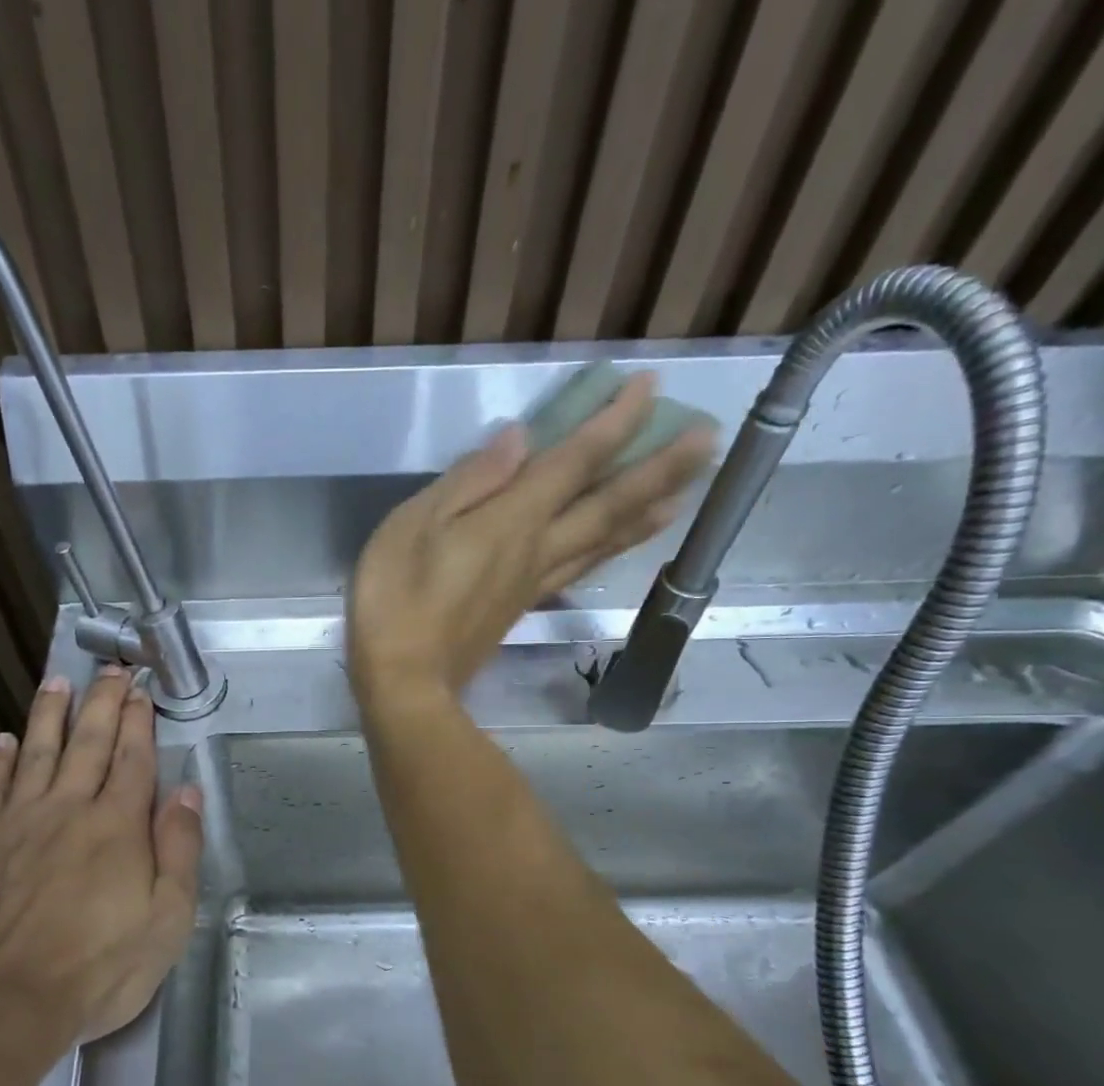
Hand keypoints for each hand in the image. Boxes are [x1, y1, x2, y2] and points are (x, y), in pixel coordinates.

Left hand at [0, 666, 203, 1048]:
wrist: (1, 1006)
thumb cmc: (97, 969)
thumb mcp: (166, 921)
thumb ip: (180, 851)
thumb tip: (189, 793)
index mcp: (117, 826)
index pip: (133, 760)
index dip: (139, 722)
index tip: (141, 691)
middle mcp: (68, 809)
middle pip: (88, 743)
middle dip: (102, 702)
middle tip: (109, 670)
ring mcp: (18, 823)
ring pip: (37, 752)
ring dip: (49, 714)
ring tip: (57, 682)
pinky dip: (0, 760)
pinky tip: (4, 740)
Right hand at [347, 373, 714, 702]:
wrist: (404, 682)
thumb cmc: (395, 600)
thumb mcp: (412, 527)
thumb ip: (469, 481)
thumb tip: (521, 438)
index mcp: (511, 521)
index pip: (575, 462)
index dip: (616, 422)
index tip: (652, 385)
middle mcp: (538, 549)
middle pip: (609, 504)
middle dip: (659, 468)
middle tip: (708, 438)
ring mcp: (534, 582)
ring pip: (605, 541)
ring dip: (648, 511)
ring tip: (686, 489)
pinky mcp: (522, 608)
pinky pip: (582, 568)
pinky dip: (612, 549)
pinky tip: (620, 544)